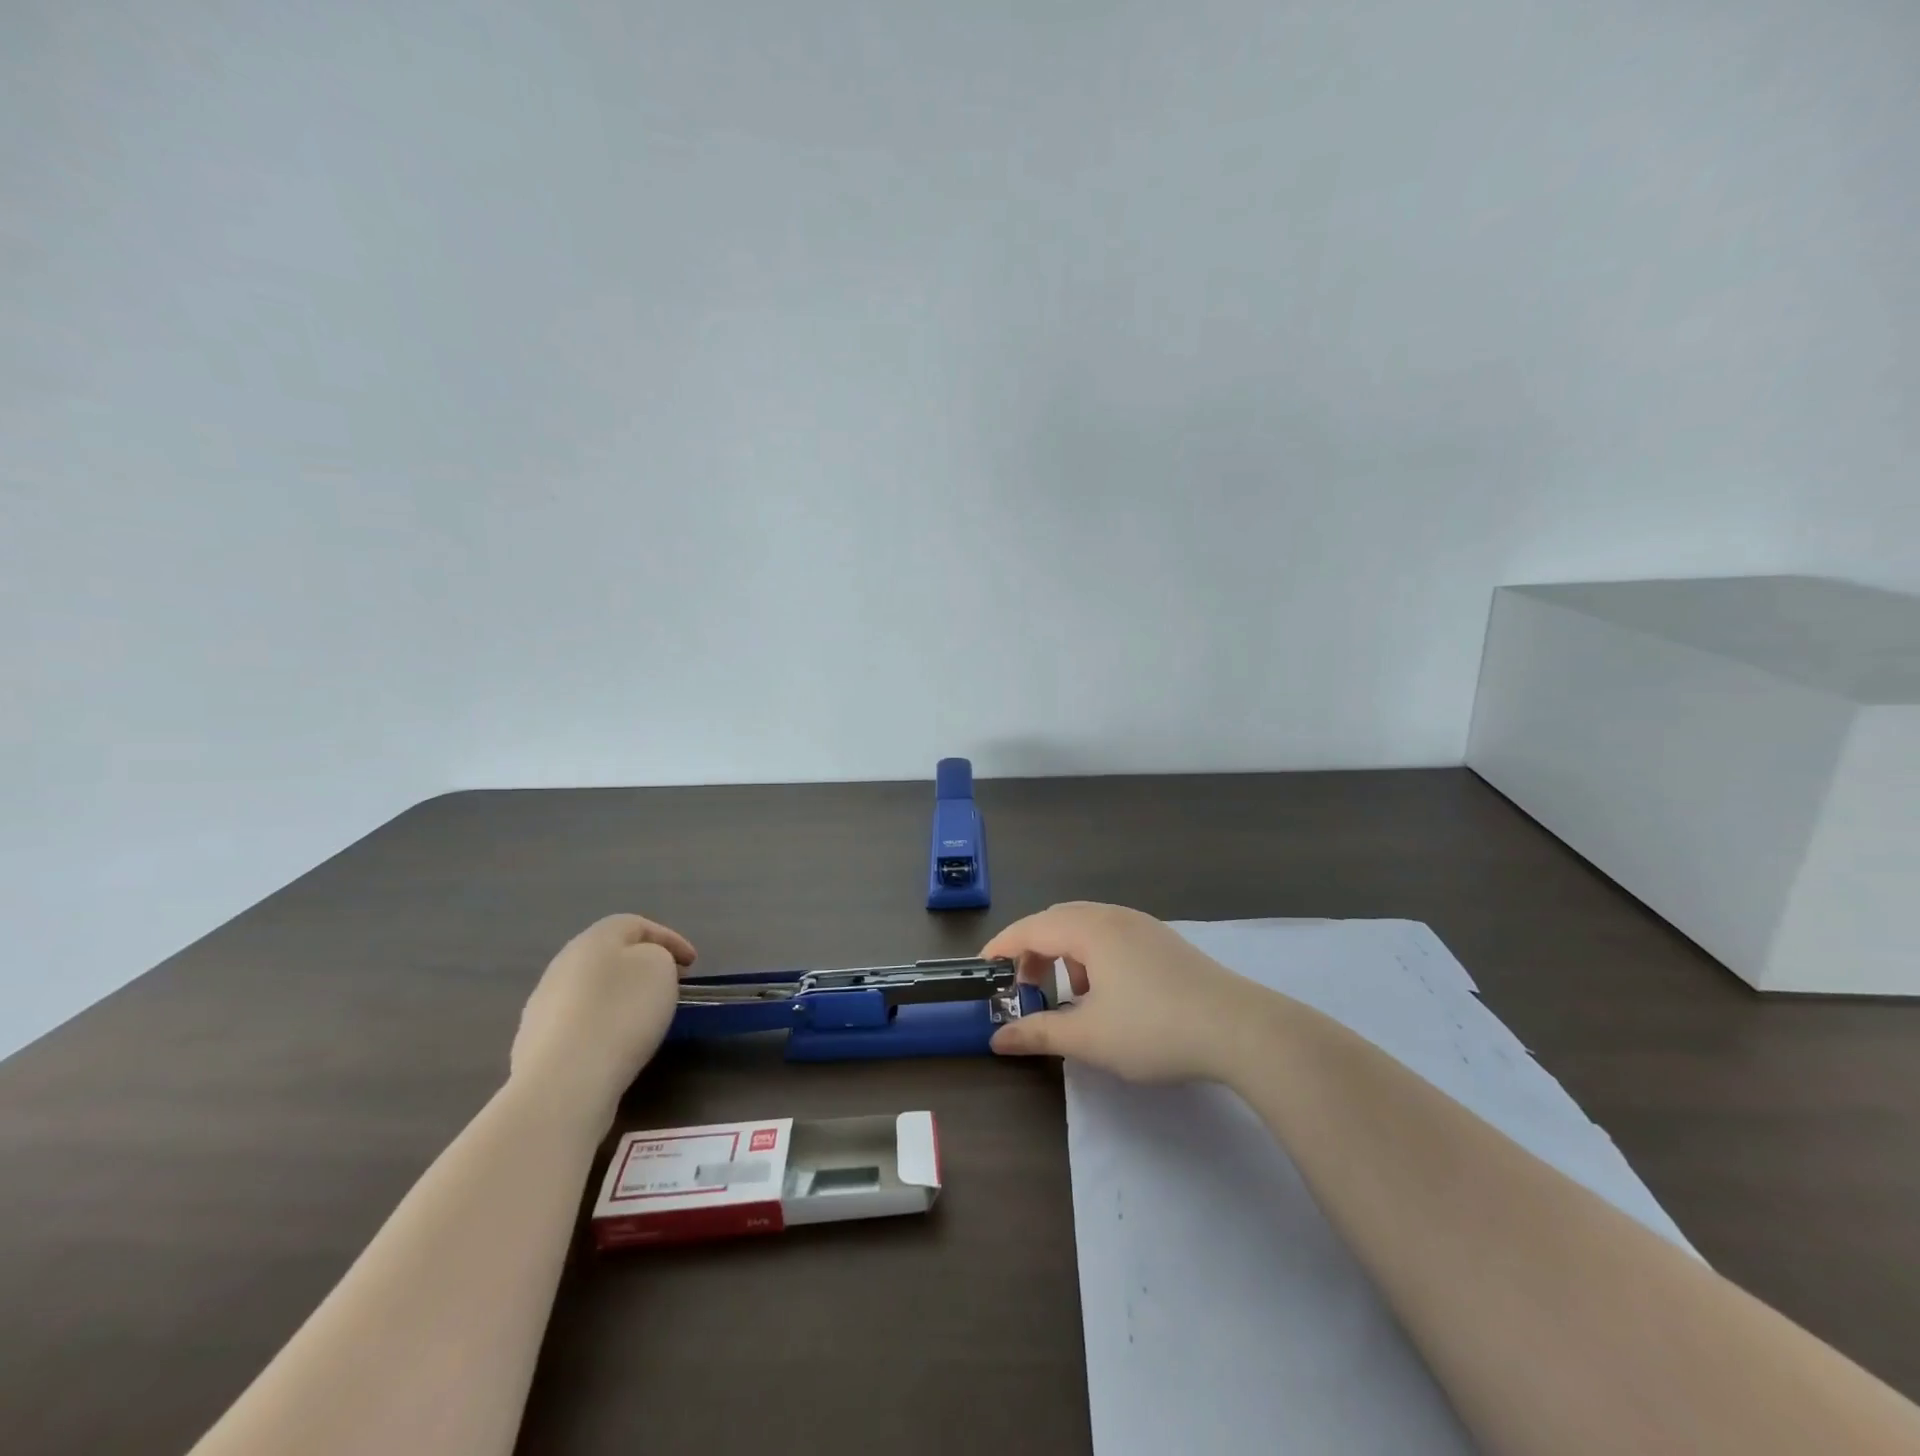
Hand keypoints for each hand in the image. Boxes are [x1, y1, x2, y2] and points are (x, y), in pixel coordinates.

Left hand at [509, 914, 697, 1123]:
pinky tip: (614, 1044)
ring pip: (592, 989)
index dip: (670, 939)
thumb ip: (657, 956)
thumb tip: (641, 968)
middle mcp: (563, 964)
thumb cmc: (621, 1013)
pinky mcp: (536, 1043)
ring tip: (644, 1017)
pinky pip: (579, 1022)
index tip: (693, 965)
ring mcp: (543, 1004)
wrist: (563, 1081)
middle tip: (670, 984)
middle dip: (642, 966)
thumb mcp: (659, 969)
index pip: (637, 925)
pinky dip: (602, 1024)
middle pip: (610, 955)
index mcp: (594, 939)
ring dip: (619, 995)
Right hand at [983, 902, 1265, 1082]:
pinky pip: (1112, 936)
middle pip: (1057, 921)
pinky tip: (1108, 994)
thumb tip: (998, 1038)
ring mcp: (1143, 926)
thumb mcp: (1089, 1037)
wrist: (1241, 1029)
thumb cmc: (1155, 1029)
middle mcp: (1113, 916)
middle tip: (1024, 987)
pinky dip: (1092, 957)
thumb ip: (1039, 1033)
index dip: (1002, 948)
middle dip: (1033, 951)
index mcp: (1090, 929)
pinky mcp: (1164, 942)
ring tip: (1070, 996)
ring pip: (1087, 926)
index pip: (1031, 928)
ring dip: (1065, 954)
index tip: (983, 971)